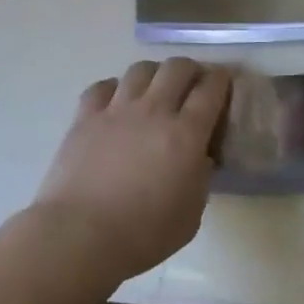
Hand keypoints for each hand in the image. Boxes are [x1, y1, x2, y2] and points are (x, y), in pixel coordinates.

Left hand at [32, 58, 230, 285]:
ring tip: (154, 89)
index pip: (211, 89)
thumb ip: (200, 177)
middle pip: (177, 67)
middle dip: (190, 70)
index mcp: (186, 133)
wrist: (80, 236)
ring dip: (154, 74)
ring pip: (141, 69)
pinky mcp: (85, 116)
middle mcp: (154, 110)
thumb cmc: (143, 234)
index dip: (221, 80)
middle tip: (192, 85)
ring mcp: (117, 109)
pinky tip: (116, 103)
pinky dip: (114, 89)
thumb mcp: (191, 215)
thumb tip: (197, 157)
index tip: (223, 83)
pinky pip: (102, 86)